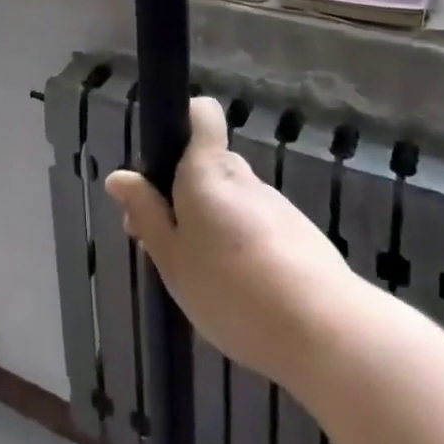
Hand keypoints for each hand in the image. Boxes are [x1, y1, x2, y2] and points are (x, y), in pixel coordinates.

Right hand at [107, 96, 356, 390]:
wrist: (324, 330)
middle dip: (185, 194)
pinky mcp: (298, 232)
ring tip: (207, 281)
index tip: (162, 165)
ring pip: (231, 199)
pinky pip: (256, 225)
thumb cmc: (232, 289)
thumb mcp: (173, 259)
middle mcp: (242, 174)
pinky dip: (243, 246)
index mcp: (207, 169)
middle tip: (170, 247)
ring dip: (214, 224)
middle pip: (207, 166)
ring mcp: (274, 203)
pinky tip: (242, 295)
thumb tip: (120, 177)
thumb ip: (147, 215)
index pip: (201, 113)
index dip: (183, 123)